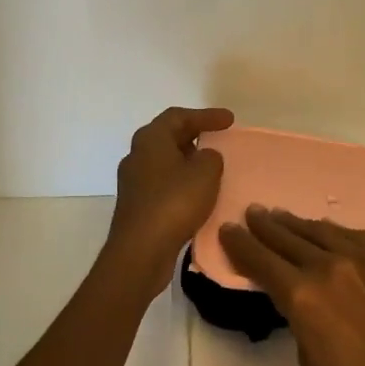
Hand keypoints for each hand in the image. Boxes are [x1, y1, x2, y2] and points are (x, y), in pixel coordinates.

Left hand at [103, 107, 234, 283]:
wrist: (141, 250)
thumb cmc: (174, 203)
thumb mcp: (205, 172)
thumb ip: (211, 157)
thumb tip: (205, 157)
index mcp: (150, 139)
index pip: (179, 116)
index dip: (206, 115)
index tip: (230, 120)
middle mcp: (136, 155)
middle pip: (168, 136)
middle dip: (195, 135)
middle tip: (219, 138)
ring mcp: (134, 182)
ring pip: (165, 161)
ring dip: (188, 161)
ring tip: (212, 166)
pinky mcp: (137, 205)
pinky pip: (163, 184)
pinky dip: (182, 182)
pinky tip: (198, 194)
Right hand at [219, 208, 364, 365]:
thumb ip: (300, 323)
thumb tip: (301, 303)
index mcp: (304, 297)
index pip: (262, 262)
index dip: (241, 245)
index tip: (228, 230)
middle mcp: (332, 268)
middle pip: (289, 239)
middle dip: (266, 226)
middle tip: (252, 213)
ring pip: (324, 232)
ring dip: (299, 224)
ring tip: (283, 216)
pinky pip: (357, 238)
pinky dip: (336, 233)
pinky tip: (330, 232)